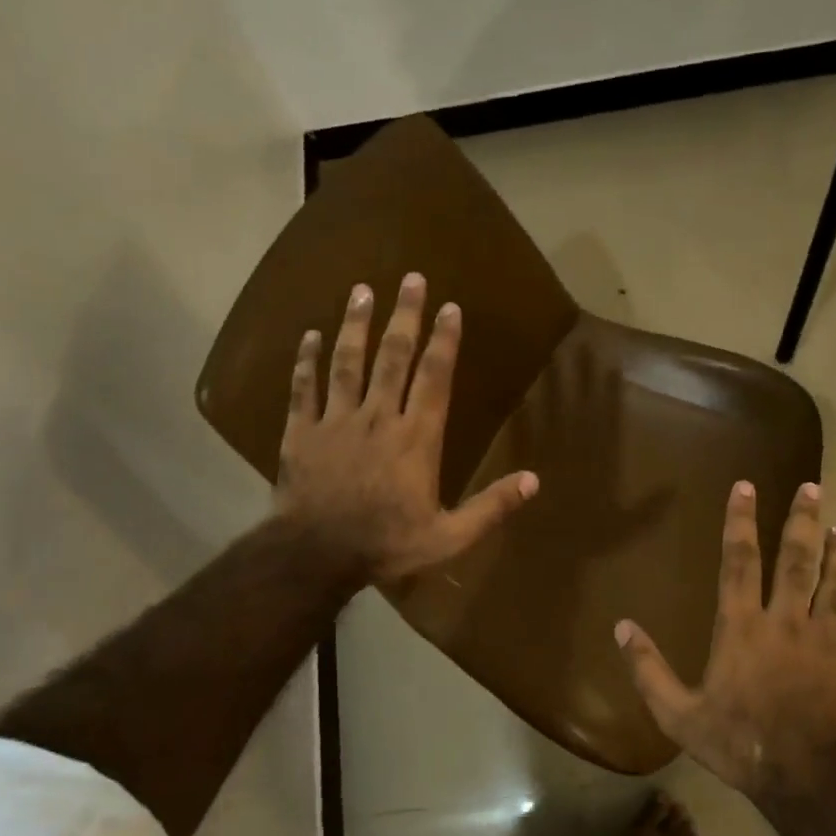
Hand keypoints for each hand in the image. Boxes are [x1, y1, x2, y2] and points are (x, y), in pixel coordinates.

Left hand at [275, 273, 538, 584]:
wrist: (316, 556)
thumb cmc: (387, 545)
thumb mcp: (449, 536)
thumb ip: (491, 507)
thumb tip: (534, 481)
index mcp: (416, 439)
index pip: (434, 378)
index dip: (444, 340)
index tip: (450, 308)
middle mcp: (378, 418)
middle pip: (393, 357)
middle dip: (405, 315)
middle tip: (411, 278)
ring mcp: (336, 421)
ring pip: (348, 362)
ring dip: (356, 324)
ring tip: (362, 290)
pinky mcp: (301, 431)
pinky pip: (304, 388)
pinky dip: (306, 360)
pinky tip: (310, 334)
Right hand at [615, 481, 835, 800]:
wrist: (806, 778)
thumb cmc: (737, 742)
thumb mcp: (677, 714)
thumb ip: (648, 669)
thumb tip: (621, 627)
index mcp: (741, 626)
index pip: (739, 560)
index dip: (740, 520)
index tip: (746, 486)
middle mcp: (786, 621)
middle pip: (797, 559)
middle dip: (802, 519)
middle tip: (813, 487)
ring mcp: (826, 640)